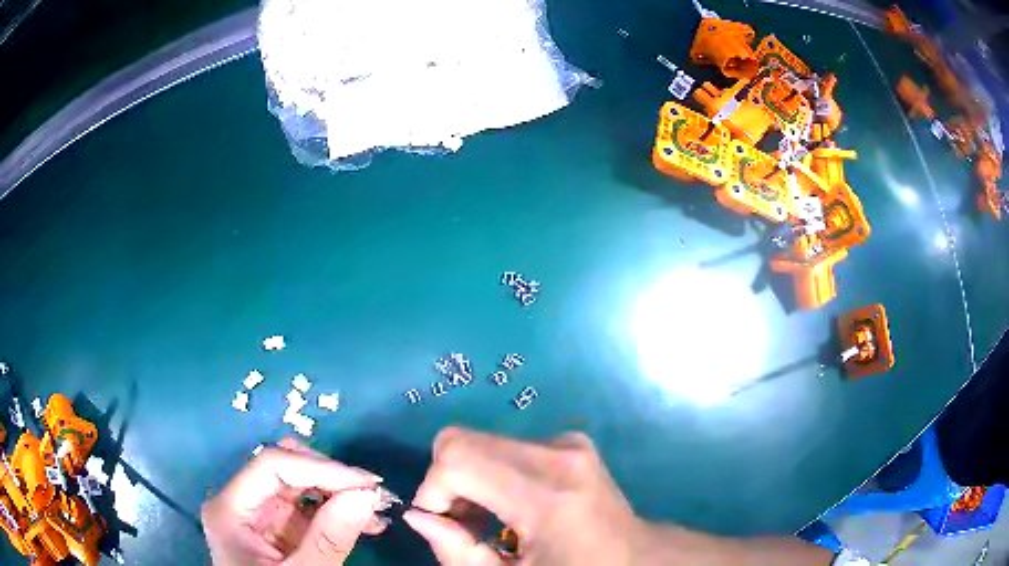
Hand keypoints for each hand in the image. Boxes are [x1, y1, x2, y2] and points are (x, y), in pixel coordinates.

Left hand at [202, 439, 388, 564]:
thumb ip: (329, 539)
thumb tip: (366, 494)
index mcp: (231, 509)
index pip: (272, 465)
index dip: (321, 467)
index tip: (367, 483)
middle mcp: (241, 502)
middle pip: (285, 468)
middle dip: (332, 476)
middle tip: (374, 494)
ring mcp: (259, 514)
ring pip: (300, 484)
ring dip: (339, 492)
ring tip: (376, 510)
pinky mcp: (278, 528)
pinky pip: (309, 507)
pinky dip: (337, 510)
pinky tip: (365, 522)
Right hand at [403, 427, 645, 564]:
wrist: (636, 558)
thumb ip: (457, 553)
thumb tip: (418, 517)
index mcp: (548, 492)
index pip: (456, 458)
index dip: (432, 493)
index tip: (443, 528)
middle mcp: (558, 452)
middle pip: (460, 442)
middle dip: (446, 485)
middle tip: (464, 527)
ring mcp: (567, 441)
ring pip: (478, 442)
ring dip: (466, 480)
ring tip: (488, 521)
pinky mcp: (569, 440)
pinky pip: (502, 447)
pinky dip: (489, 474)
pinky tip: (508, 507)